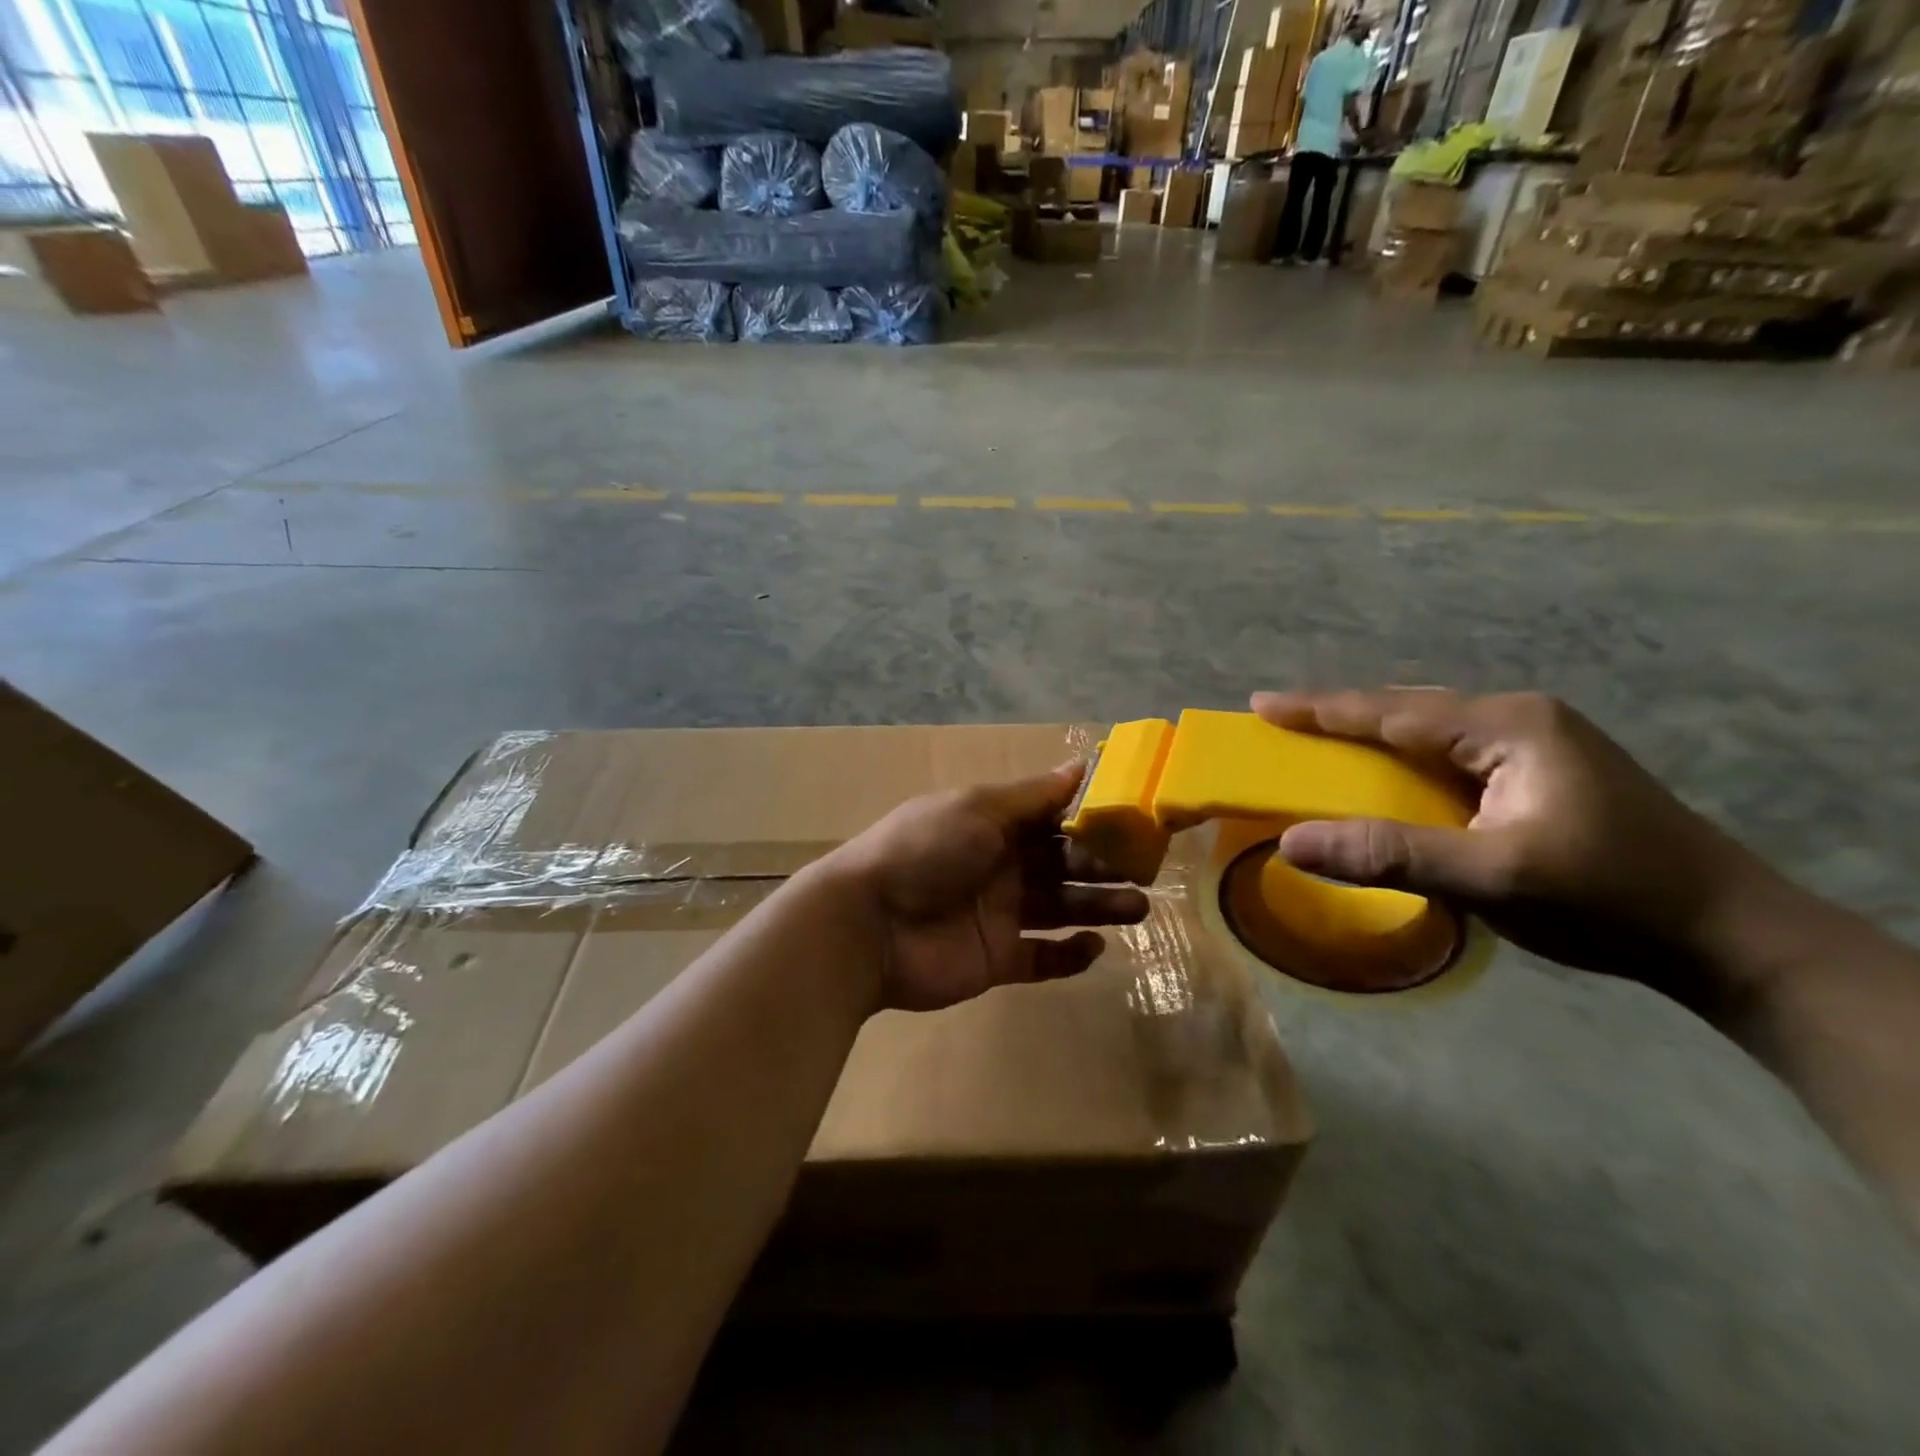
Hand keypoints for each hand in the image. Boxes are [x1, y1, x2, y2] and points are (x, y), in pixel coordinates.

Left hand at [822, 764, 1150, 1012]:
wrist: (869, 925)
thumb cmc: (925, 851)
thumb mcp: (978, 808)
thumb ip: (1031, 795)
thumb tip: (1080, 764)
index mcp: (994, 825)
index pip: (1052, 818)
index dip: (1090, 818)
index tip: (1135, 819)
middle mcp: (1001, 866)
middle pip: (1063, 864)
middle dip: (1103, 865)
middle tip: (1146, 870)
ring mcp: (1000, 915)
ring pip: (1061, 909)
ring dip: (1099, 907)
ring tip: (1138, 907)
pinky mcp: (998, 960)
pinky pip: (1042, 958)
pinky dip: (1070, 955)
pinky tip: (1094, 947)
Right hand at [1250, 689, 1802, 1010]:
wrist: (1729, 935)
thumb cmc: (1608, 899)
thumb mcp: (1490, 878)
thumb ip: (1388, 854)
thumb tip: (1289, 842)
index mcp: (1508, 726)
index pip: (1393, 710)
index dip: (1321, 708)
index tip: (1262, 703)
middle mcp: (1520, 719)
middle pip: (1408, 709)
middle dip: (1341, 716)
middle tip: (1282, 722)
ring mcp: (1537, 743)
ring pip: (1430, 730)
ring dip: (1373, 736)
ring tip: (1320, 742)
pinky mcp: (1542, 771)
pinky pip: (1451, 754)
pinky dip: (1404, 760)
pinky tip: (1388, 774)